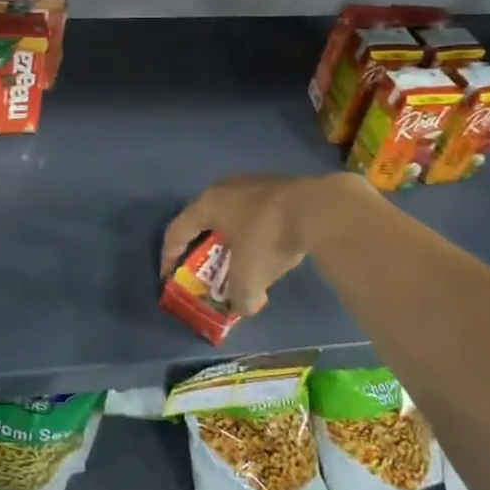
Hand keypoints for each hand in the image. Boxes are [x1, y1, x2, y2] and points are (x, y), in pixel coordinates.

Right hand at [161, 173, 374, 314]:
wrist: (319, 209)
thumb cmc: (268, 238)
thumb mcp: (249, 277)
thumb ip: (239, 297)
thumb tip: (244, 306)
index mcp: (208, 204)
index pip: (176, 231)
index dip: (169, 256)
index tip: (169, 278)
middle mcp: (225, 188)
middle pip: (203, 218)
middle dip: (202, 246)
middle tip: (204, 268)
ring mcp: (253, 183)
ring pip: (233, 213)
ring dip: (231, 237)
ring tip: (238, 259)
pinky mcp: (280, 185)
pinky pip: (257, 211)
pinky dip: (255, 231)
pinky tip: (268, 247)